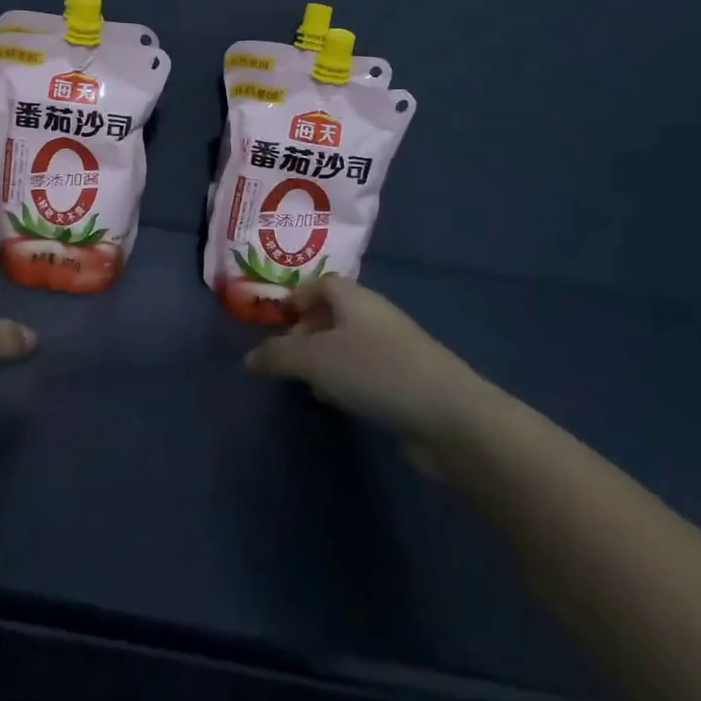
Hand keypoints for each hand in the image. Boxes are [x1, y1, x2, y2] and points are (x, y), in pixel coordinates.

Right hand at [245, 275, 500, 473]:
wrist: (451, 417)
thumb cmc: (376, 372)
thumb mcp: (315, 359)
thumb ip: (277, 355)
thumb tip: (249, 359)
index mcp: (355, 299)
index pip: (321, 283)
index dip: (297, 297)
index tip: (277, 322)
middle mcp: (376, 316)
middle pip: (334, 314)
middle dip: (307, 332)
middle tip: (288, 358)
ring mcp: (396, 349)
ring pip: (349, 345)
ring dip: (325, 360)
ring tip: (308, 383)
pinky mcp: (407, 381)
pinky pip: (366, 371)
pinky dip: (347, 381)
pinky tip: (339, 402)